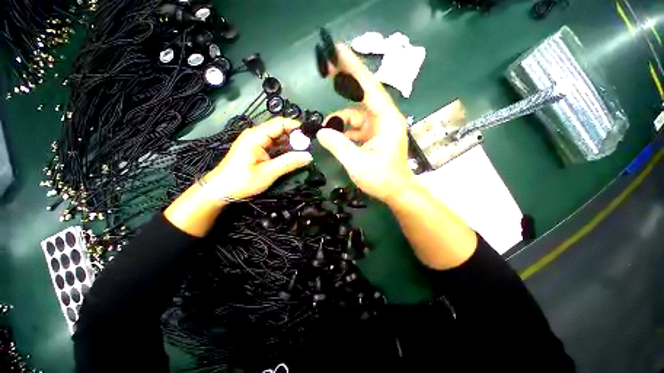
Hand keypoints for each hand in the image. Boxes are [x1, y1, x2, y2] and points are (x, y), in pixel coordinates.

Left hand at [165, 117, 311, 236]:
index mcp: (256, 136)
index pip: (280, 123)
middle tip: (309, 146)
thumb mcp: (268, 173)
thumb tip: (309, 156)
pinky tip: (292, 155)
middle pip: (280, 129)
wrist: (220, 190)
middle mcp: (256, 134)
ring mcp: (256, 141)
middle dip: (295, 136)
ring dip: (290, 143)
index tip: (310, 136)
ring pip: (277, 137)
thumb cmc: (242, 181)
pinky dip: (283, 149)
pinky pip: (273, 145)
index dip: (296, 127)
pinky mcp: (256, 149)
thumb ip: (289, 163)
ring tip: (304, 151)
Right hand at [316, 44, 414, 202]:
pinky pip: (356, 127)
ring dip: (340, 120)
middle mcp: (384, 119)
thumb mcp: (357, 163)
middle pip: (362, 95)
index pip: (369, 88)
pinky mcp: (374, 136)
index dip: (354, 68)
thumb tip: (321, 131)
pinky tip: (335, 138)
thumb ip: (338, 145)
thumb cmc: (382, 179)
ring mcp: (379, 127)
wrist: (397, 192)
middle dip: (344, 85)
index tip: (339, 51)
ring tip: (326, 130)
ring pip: (355, 115)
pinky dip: (344, 130)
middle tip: (326, 71)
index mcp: (386, 120)